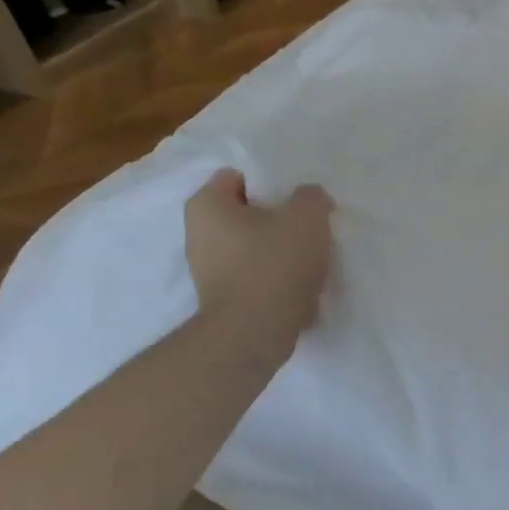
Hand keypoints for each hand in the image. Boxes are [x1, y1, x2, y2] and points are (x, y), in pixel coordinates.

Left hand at [185, 169, 334, 341]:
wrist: (255, 332)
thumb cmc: (275, 263)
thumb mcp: (307, 217)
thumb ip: (311, 196)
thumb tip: (308, 199)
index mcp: (207, 205)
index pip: (237, 177)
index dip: (271, 184)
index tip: (296, 201)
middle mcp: (198, 233)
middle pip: (245, 213)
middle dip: (275, 218)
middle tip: (307, 227)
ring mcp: (206, 269)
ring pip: (251, 245)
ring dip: (277, 249)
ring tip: (308, 258)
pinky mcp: (222, 297)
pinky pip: (253, 274)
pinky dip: (273, 276)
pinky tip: (298, 284)